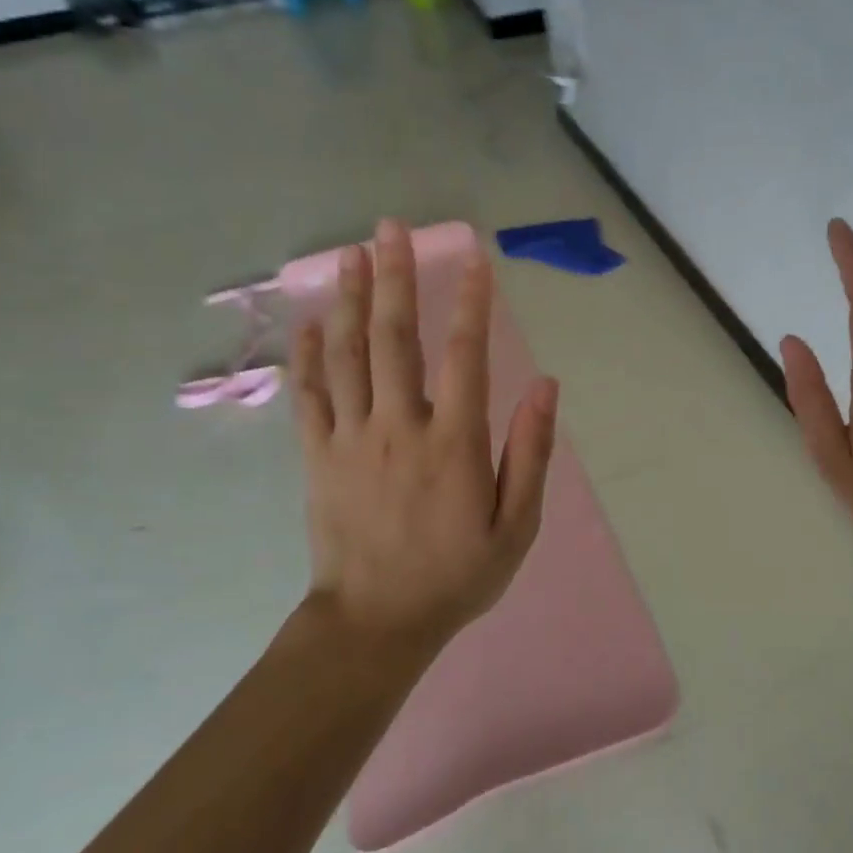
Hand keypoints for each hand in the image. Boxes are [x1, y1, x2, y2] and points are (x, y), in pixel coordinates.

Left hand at [290, 221, 558, 657]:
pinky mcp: (317, 456)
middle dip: (395, 278)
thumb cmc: (457, 574)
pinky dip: (307, 354)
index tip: (474, 258)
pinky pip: (309, 394)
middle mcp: (399, 427)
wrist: (376, 624)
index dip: (470, 302)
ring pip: (347, 355)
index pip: (465, 355)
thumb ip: (530, 452)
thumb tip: (545, 386)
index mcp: (454, 442)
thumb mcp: (517, 525)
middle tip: (390, 228)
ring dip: (348, 300)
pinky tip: (307, 321)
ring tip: (351, 253)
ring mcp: (351, 439)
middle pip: (395, 338)